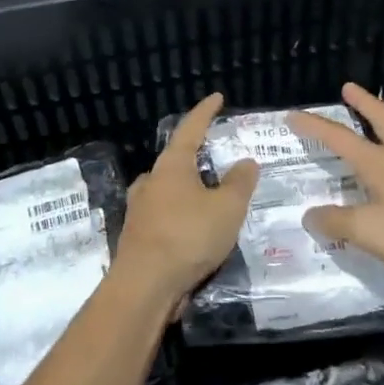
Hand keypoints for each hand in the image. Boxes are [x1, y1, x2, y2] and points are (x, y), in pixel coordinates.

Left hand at [111, 93, 257, 314]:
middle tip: (218, 159)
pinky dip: (181, 215)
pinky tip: (194, 230)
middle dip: (196, 158)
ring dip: (188, 190)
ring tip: (209, 197)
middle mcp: (151, 181)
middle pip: (176, 161)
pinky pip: (164, 215)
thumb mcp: (227, 208)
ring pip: (168, 190)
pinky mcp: (137, 236)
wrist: (145, 286)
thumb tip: (246, 162)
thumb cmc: (188, 236)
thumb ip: (240, 183)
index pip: (190, 129)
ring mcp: (140, 209)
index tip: (217, 98)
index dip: (205, 112)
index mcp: (171, 166)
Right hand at [289, 83, 383, 296]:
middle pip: (382, 120)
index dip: (315, 126)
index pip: (339, 138)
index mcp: (380, 163)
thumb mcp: (369, 231)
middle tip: (348, 87)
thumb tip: (311, 214)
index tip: (293, 114)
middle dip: (363, 103)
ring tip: (375, 126)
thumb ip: (337, 222)